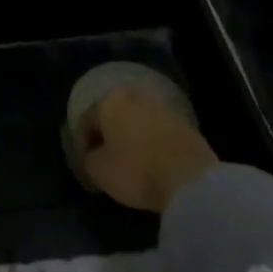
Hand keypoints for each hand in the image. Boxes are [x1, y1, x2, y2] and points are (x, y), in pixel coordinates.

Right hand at [79, 86, 217, 212]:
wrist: (190, 177)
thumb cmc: (136, 169)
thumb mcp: (99, 171)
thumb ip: (88, 160)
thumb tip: (90, 156)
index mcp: (108, 100)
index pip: (86, 121)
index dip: (82, 146)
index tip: (85, 168)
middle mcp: (133, 94)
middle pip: (112, 116)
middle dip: (107, 137)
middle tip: (106, 162)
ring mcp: (161, 105)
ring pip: (136, 121)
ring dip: (130, 138)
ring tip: (130, 164)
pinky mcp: (183, 121)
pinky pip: (157, 131)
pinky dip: (150, 144)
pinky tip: (152, 163)